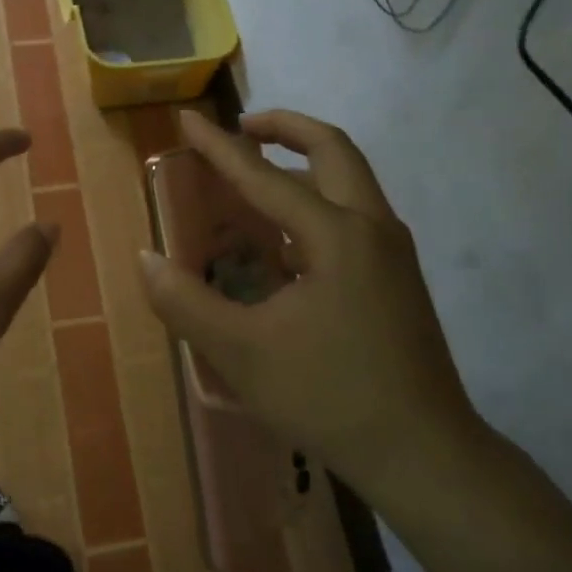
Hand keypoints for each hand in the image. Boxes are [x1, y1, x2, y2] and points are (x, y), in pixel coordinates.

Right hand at [139, 110, 483, 494]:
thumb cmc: (329, 397)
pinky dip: (317, 202)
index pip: (264, 176)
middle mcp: (372, 227)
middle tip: (242, 129)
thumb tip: (146, 259)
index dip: (220, 147)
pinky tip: (285, 243)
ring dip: (304, 164)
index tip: (188, 117)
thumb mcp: (241, 352)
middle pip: (332, 150)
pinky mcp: (398, 278)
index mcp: (336, 235)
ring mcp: (393, 252)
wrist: (424, 453)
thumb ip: (185, 302)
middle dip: (285, 128)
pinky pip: (355, 215)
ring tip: (257, 181)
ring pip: (350, 180)